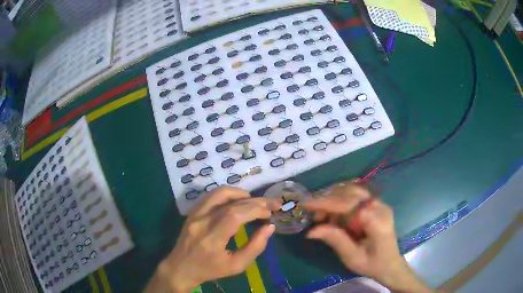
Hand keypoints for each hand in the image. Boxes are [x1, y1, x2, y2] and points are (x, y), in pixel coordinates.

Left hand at [146, 186, 280, 292]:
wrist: (181, 267)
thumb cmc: (210, 270)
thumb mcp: (236, 266)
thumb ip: (255, 247)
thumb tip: (269, 227)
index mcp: (211, 239)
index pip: (235, 215)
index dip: (256, 210)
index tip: (270, 212)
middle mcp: (201, 222)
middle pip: (230, 203)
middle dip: (255, 201)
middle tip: (272, 203)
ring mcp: (195, 214)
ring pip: (219, 193)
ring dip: (241, 194)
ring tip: (255, 201)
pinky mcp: (192, 211)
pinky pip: (211, 196)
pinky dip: (228, 194)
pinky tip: (239, 201)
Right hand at [304, 182, 431, 292]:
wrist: (390, 264)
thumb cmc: (372, 264)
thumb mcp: (352, 257)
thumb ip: (335, 240)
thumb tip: (311, 231)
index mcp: (377, 221)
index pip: (348, 204)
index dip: (326, 203)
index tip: (306, 204)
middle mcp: (380, 206)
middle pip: (351, 193)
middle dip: (329, 201)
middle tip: (314, 216)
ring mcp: (380, 203)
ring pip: (353, 190)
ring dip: (335, 198)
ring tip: (323, 215)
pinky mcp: (377, 204)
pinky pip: (357, 195)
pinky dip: (342, 199)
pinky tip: (335, 212)